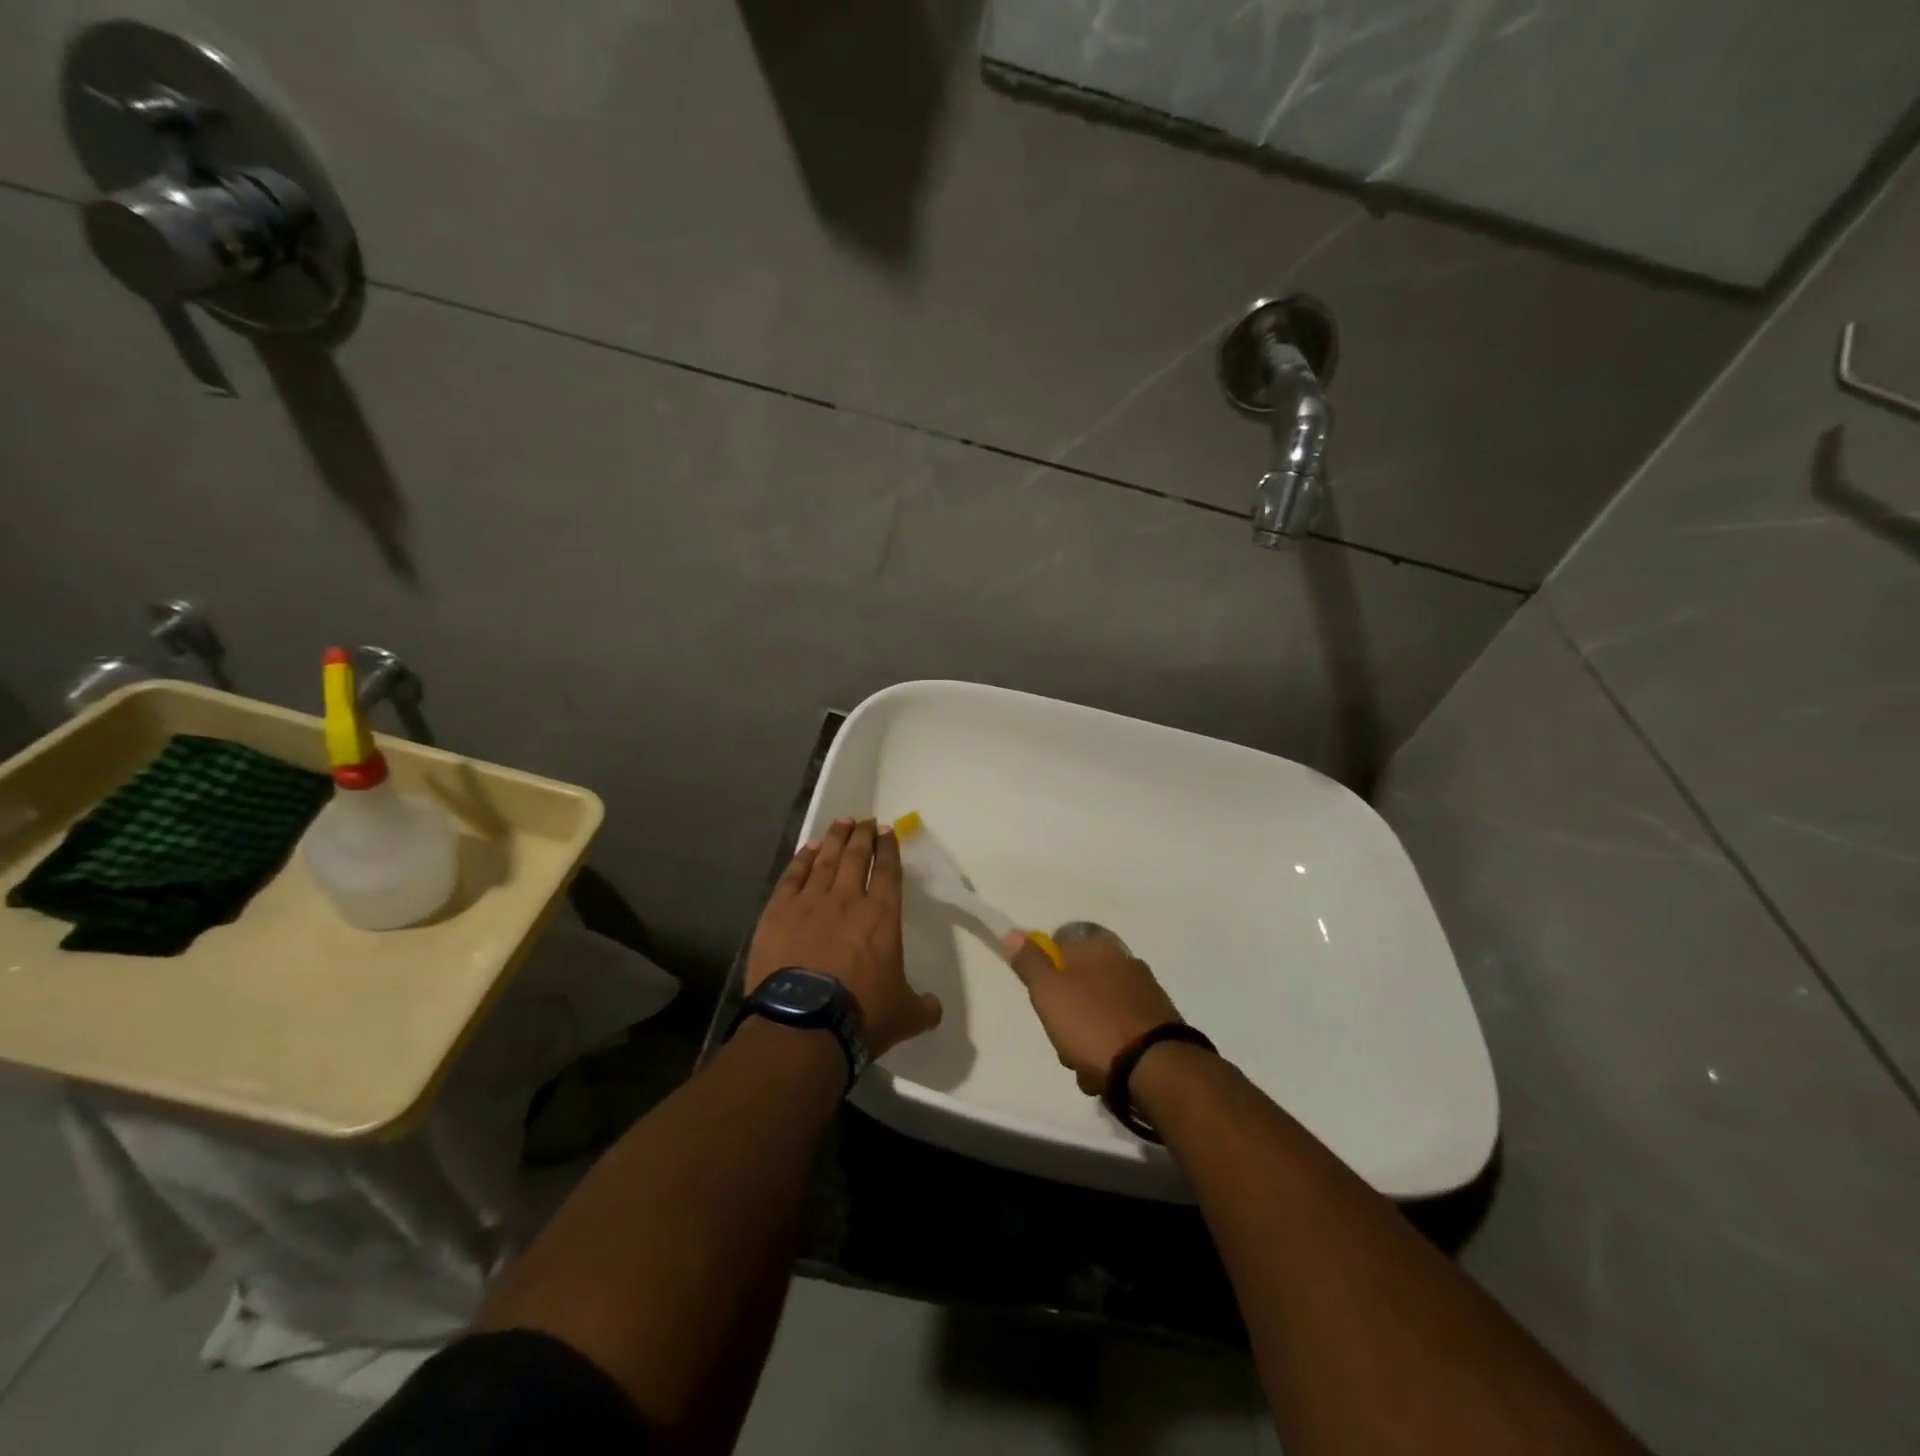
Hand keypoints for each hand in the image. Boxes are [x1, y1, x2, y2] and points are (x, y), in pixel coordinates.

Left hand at [746, 817, 941, 1058]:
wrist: (803, 1024)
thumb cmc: (861, 1015)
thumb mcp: (904, 1016)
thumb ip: (923, 1007)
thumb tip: (934, 1007)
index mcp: (882, 916)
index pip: (888, 871)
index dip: (889, 849)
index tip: (887, 831)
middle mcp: (847, 899)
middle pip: (856, 856)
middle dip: (862, 835)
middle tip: (865, 820)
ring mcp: (810, 902)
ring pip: (825, 860)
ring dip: (834, 838)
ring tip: (841, 822)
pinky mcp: (778, 912)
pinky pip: (793, 876)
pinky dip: (801, 859)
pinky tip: (807, 849)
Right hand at [1003, 924, 1183, 1095]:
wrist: (1155, 1067)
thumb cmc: (1092, 1023)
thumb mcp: (1048, 991)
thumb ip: (1029, 962)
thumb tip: (1014, 932)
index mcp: (1097, 947)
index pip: (1060, 946)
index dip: (1046, 972)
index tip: (1042, 998)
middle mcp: (1124, 961)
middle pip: (1080, 983)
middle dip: (1067, 1014)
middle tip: (1062, 1037)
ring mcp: (1145, 992)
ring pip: (1099, 1011)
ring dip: (1087, 1038)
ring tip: (1085, 1065)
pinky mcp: (1159, 1023)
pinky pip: (1121, 1032)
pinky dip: (1111, 1050)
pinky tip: (1107, 1073)